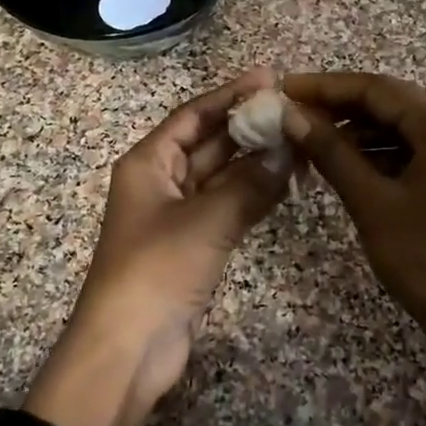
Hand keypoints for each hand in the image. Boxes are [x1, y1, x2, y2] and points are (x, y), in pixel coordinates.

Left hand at [25, 67, 294, 425]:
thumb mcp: (205, 221)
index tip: (269, 78)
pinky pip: (225, 206)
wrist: (127, 347)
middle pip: (208, 143)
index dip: (229, 95)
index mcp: (147, 163)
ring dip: (254, 162)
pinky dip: (251, 194)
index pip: (193, 116)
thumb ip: (249, 186)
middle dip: (247, 127)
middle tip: (293, 111)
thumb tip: (287, 154)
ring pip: (220, 176)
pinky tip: (285, 184)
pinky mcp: (190, 245)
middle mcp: (159, 181)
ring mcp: (175, 215)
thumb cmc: (156, 270)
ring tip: (298, 142)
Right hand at [282, 72, 425, 379]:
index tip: (284, 89)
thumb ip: (331, 153)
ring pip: (400, 128)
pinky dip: (377, 154)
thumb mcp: (371, 202)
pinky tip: (345, 165)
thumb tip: (292, 116)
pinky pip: (412, 151)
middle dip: (338, 108)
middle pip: (389, 104)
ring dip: (356, 132)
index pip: (376, 89)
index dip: (326, 86)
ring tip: (310, 142)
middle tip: (291, 116)